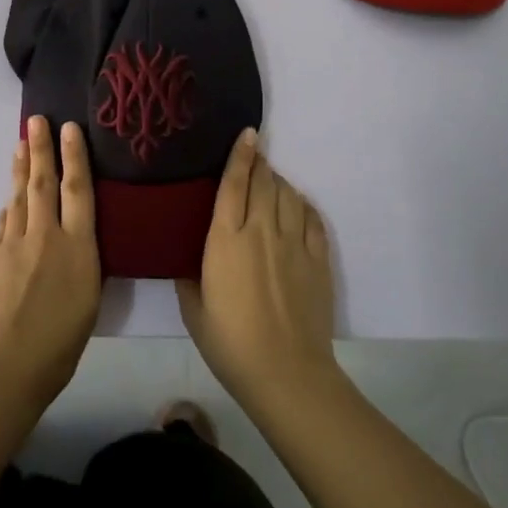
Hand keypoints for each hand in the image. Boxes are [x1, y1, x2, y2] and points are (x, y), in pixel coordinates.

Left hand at [0, 117, 101, 415]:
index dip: (74, 156)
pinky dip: (9, 208)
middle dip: (41, 147)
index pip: (78, 190)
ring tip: (21, 144)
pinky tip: (10, 200)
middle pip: (43, 182)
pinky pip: (4, 225)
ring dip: (21, 169)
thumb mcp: (88, 302)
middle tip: (37, 119)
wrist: (4, 366)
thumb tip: (71, 240)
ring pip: (19, 197)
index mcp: (77, 247)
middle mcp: (45, 236)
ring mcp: (13, 244)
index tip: (69, 127)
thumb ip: (81, 263)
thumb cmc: (59, 344)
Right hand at [177, 129, 338, 411]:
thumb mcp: (194, 310)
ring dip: (279, 183)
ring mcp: (294, 243)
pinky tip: (297, 206)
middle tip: (255, 155)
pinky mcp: (318, 259)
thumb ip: (189, 276)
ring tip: (271, 181)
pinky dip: (303, 206)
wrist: (286, 373)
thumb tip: (188, 259)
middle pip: (263, 182)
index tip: (247, 134)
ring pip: (288, 195)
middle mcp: (261, 231)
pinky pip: (312, 219)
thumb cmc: (231, 343)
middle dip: (259, 163)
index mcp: (226, 240)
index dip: (239, 156)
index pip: (233, 184)